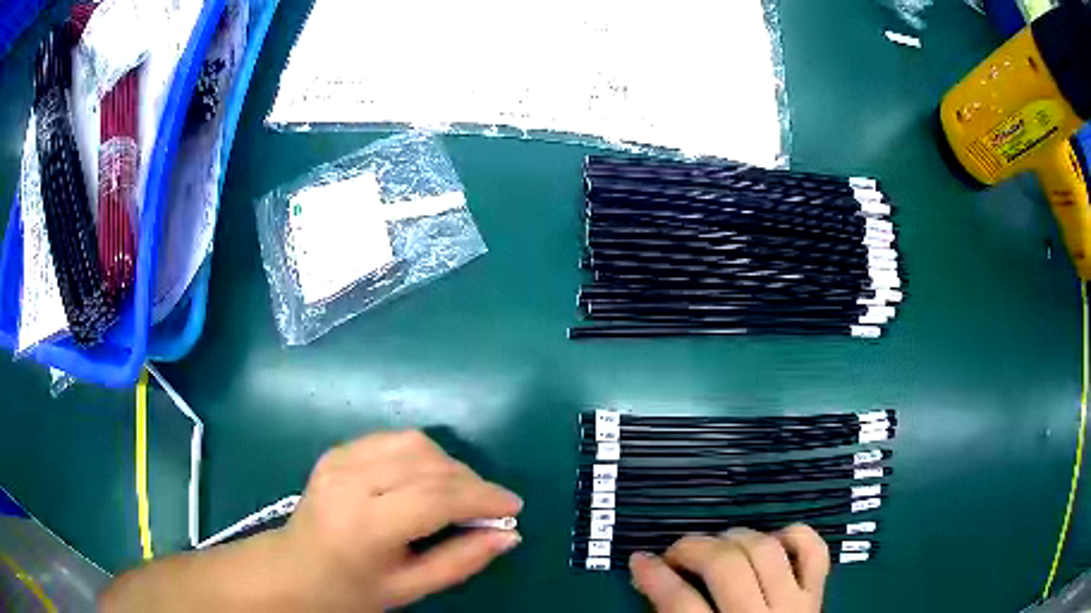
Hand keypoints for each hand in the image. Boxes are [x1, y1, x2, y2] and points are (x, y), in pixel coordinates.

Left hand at [281, 430, 523, 610]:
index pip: (435, 497)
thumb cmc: (351, 590)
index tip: (513, 508)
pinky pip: (392, 439)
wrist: (293, 570)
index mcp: (365, 525)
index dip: (481, 498)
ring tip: (460, 493)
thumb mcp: (409, 588)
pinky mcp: (336, 450)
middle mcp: (350, 481)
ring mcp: (339, 459)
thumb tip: (509, 535)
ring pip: (413, 442)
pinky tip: (426, 479)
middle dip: (470, 481)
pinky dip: (421, 455)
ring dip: (448, 464)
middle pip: (427, 463)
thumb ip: (461, 561)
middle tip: (490, 507)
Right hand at [629, 525, 829, 612]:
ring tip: (717, 544)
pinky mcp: (817, 594)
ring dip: (735, 537)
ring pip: (766, 550)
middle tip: (675, 552)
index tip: (640, 560)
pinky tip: (771, 540)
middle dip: (693, 548)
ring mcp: (796, 604)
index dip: (654, 576)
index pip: (681, 603)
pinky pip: (814, 551)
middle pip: (726, 567)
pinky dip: (793, 535)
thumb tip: (652, 584)